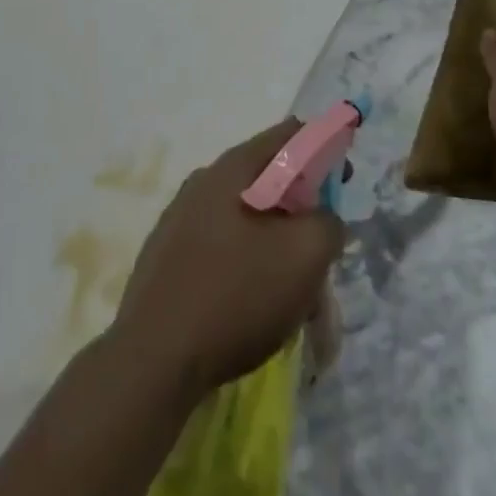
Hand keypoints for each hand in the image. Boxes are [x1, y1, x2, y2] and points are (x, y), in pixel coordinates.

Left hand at [112, 120, 344, 399]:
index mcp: (233, 167)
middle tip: (321, 248)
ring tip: (294, 293)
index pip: (289, 135)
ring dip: (275, 244)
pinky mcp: (166, 258)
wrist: (152, 361)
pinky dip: (246, 265)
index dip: (323, 149)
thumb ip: (328, 224)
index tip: (342, 181)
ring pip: (244, 219)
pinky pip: (220, 248)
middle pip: (267, 179)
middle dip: (300, 208)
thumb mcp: (305, 256)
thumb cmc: (235, 295)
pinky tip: (254, 308)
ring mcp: (178, 219)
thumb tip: (324, 220)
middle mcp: (203, 181)